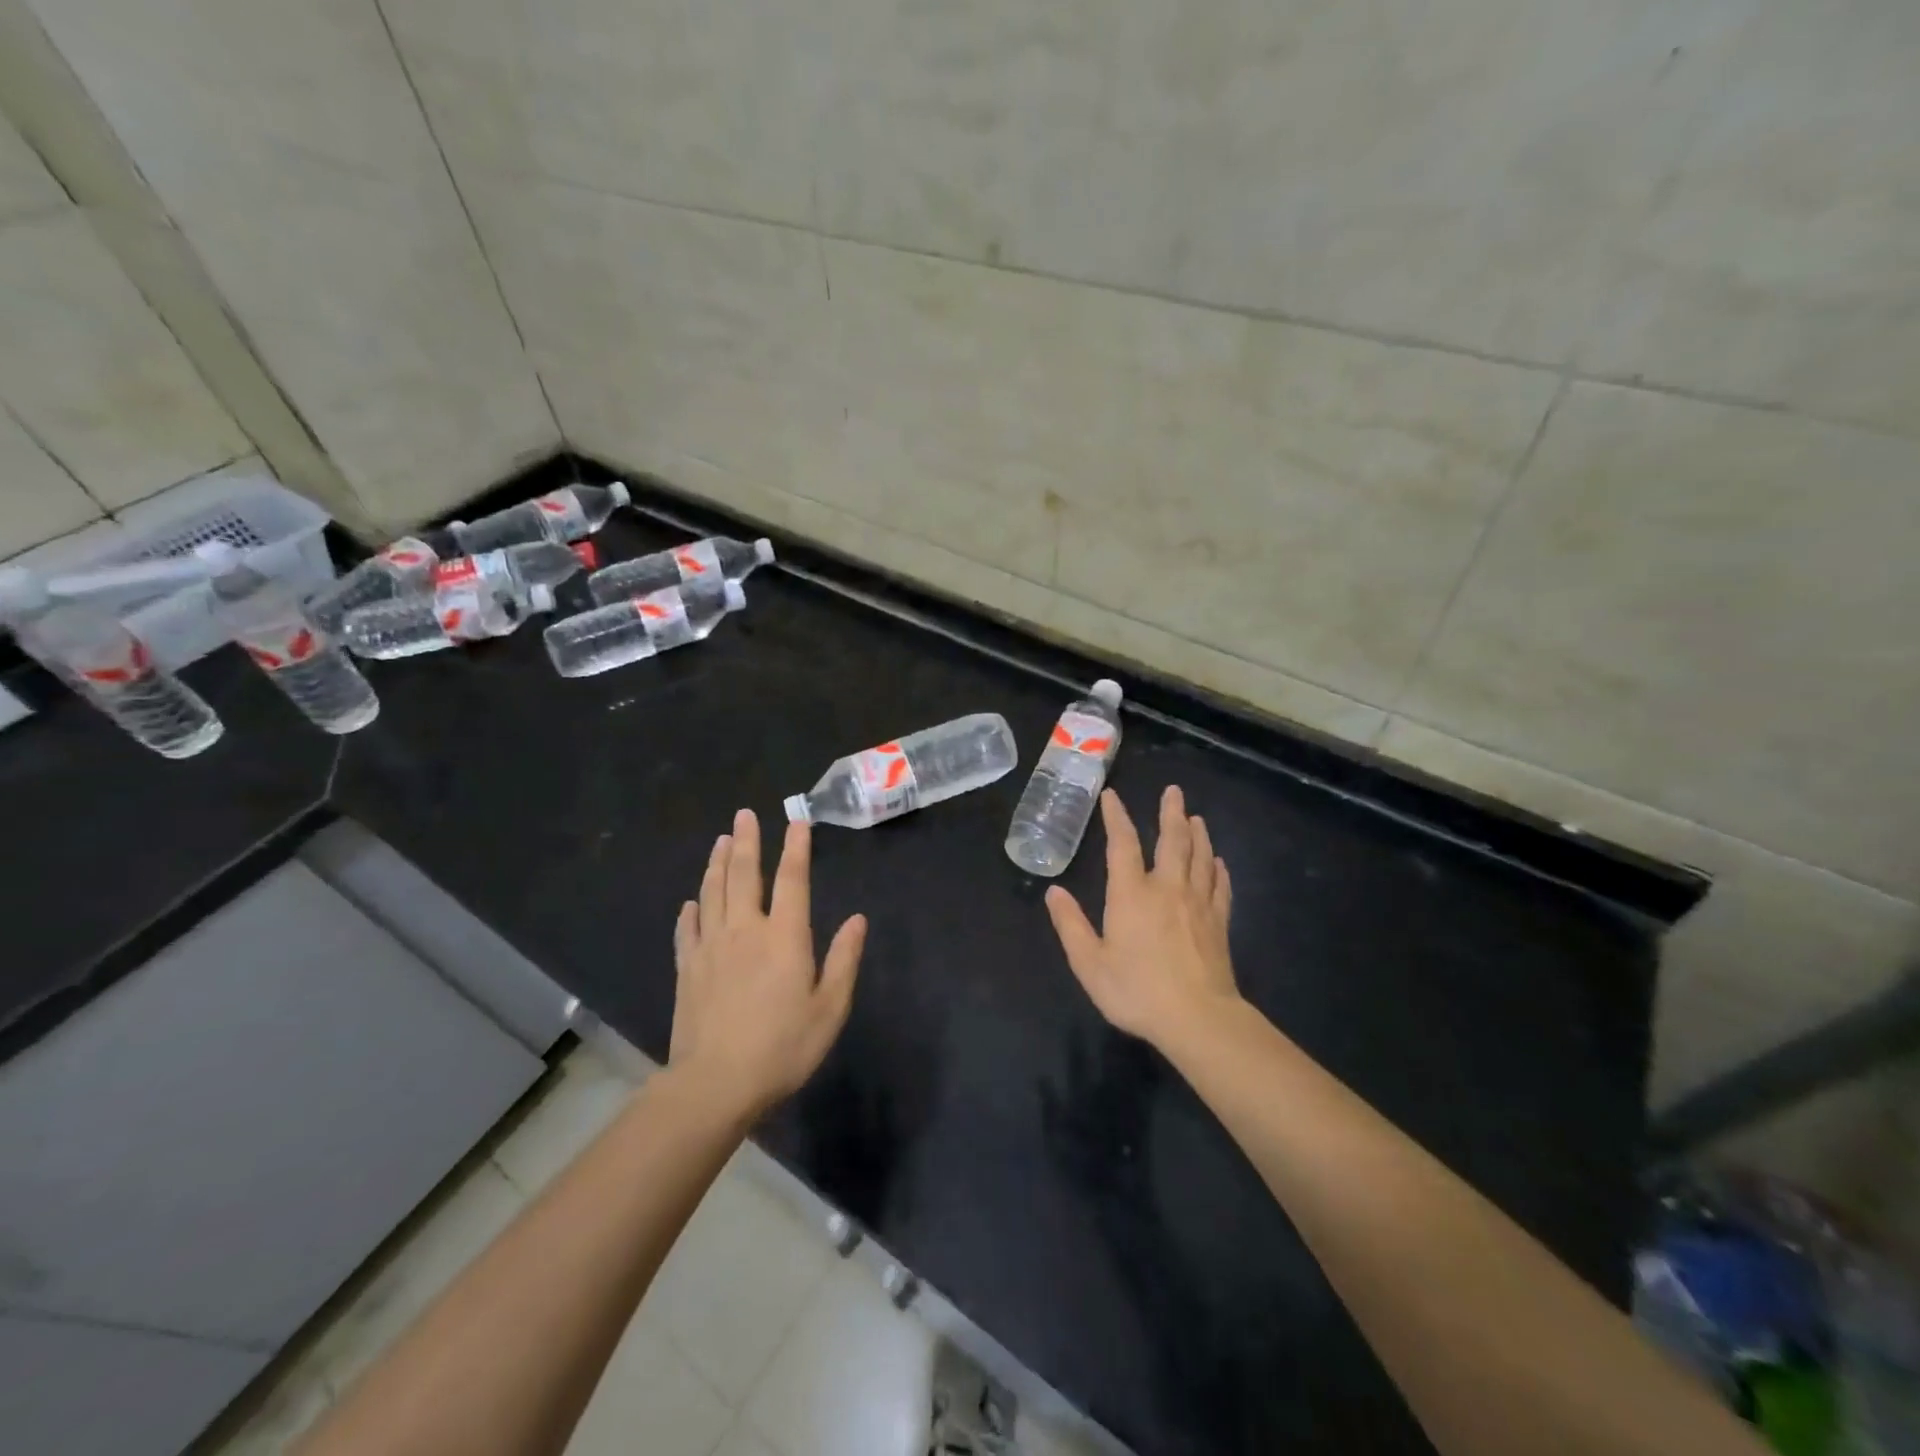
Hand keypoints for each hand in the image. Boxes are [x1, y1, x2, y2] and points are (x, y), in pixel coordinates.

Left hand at [671, 809, 866, 1119]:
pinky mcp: (688, 968)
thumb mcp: (829, 1008)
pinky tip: (692, 901)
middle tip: (744, 814)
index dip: (796, 848)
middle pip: (744, 875)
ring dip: (717, 863)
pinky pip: (688, 929)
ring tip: (720, 840)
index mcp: (784, 936)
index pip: (792, 880)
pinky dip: (691, 910)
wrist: (714, 1084)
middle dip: (746, 841)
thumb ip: (844, 960)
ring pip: (713, 893)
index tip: (797, 822)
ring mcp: (711, 947)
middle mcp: (745, 930)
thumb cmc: (782, 1047)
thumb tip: (858, 919)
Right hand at [1045, 786, 1237, 1046]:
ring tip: (1196, 817)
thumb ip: (1071, 925)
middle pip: (1173, 840)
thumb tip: (1054, 892)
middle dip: (1171, 813)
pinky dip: (1219, 869)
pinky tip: (1220, 862)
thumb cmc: (1136, 990)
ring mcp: (1198, 903)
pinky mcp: (1219, 922)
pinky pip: (1221, 886)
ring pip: (1201, 857)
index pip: (1122, 844)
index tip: (1112, 796)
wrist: (1198, 1018)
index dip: (1116, 817)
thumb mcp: (1089, 962)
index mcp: (1131, 894)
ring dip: (1198, 834)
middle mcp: (1167, 888)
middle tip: (1174, 791)